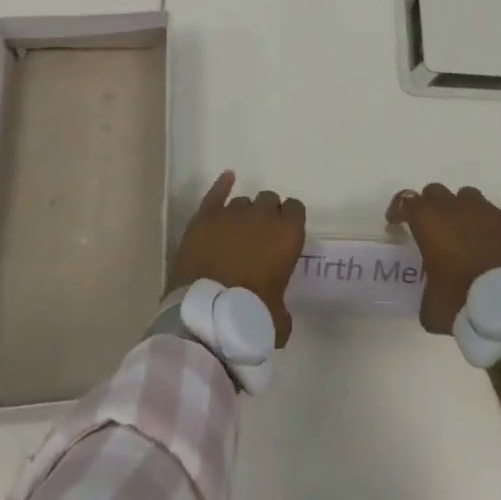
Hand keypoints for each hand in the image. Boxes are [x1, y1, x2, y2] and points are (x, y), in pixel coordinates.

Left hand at [168, 171, 306, 346]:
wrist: (207, 315)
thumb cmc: (250, 317)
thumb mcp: (279, 320)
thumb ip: (281, 304)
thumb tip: (275, 309)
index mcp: (287, 234)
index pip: (295, 209)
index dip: (290, 220)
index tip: (284, 236)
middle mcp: (262, 216)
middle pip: (269, 200)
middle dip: (267, 214)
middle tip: (260, 237)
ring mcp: (232, 213)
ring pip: (243, 201)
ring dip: (244, 213)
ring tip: (237, 232)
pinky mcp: (205, 217)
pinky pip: (216, 193)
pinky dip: (222, 186)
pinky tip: (227, 179)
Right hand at [386, 183, 500, 334]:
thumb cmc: (462, 305)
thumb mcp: (430, 307)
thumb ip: (426, 291)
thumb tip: (433, 295)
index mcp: (429, 222)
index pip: (406, 201)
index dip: (399, 211)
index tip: (396, 224)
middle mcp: (456, 207)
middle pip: (436, 192)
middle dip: (432, 207)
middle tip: (434, 230)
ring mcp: (489, 211)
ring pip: (470, 195)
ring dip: (466, 210)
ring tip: (469, 231)